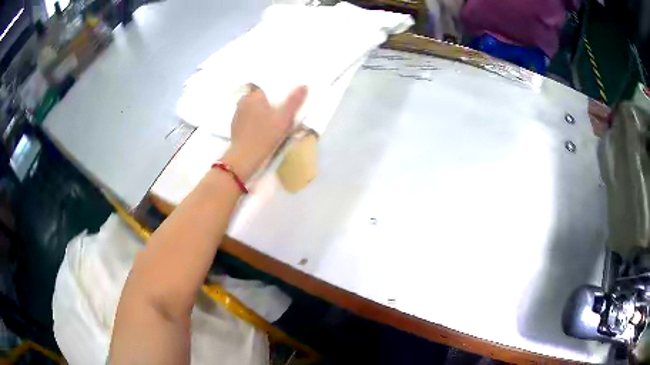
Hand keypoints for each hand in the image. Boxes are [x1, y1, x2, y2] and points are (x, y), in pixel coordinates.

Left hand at [222, 85, 307, 180]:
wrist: (244, 158)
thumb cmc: (265, 136)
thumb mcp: (284, 119)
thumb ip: (294, 101)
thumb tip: (304, 85)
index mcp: (255, 96)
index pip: (269, 90)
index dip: (279, 96)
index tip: (286, 105)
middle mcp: (243, 101)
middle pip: (261, 99)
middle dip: (270, 105)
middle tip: (281, 116)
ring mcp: (237, 114)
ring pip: (253, 109)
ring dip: (262, 113)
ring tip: (272, 124)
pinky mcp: (234, 126)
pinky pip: (248, 119)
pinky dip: (254, 122)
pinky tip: (261, 131)